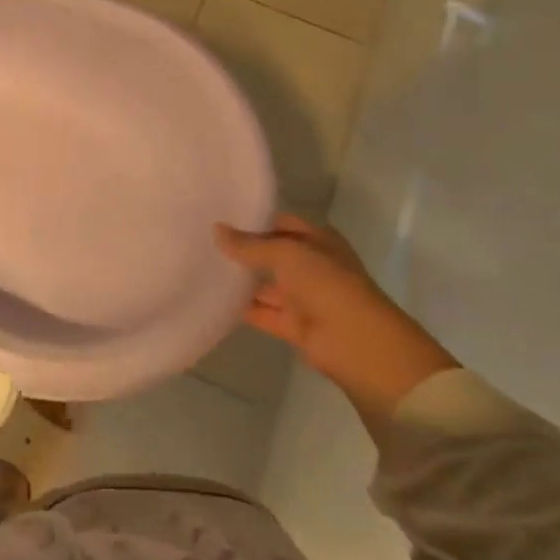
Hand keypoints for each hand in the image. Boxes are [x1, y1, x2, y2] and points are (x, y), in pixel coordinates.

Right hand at [216, 214, 457, 424]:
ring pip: (266, 285)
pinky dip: (242, 308)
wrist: (357, 344)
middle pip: (272, 254)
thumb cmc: (327, 284)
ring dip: (241, 280)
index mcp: (318, 241)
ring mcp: (304, 297)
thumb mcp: (286, 254)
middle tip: (203, 241)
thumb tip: (216, 229)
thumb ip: (249, 244)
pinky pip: (263, 312)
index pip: (281, 223)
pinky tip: (213, 299)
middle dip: (243, 250)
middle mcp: (312, 266)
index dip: (253, 220)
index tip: (219, 216)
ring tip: (202, 268)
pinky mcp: (294, 326)